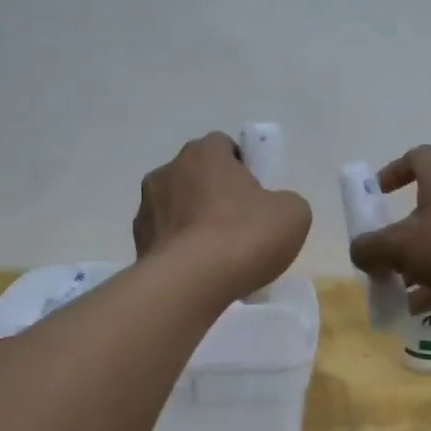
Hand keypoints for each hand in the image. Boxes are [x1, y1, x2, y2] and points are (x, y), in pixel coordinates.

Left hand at [133, 133, 310, 301]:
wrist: (190, 284)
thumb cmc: (244, 237)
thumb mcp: (293, 214)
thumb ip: (285, 201)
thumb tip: (272, 209)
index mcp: (204, 153)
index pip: (224, 147)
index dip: (243, 169)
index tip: (257, 197)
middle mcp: (168, 171)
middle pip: (198, 177)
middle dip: (215, 196)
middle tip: (240, 228)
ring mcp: (147, 207)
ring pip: (177, 209)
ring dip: (194, 224)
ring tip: (217, 258)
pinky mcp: (137, 242)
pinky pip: (165, 240)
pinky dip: (179, 251)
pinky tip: (198, 274)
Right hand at [348, 145, 430, 313]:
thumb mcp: (401, 248)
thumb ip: (370, 248)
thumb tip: (359, 251)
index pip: (415, 157)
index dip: (392, 173)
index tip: (376, 194)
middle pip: (427, 202)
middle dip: (402, 230)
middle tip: (384, 252)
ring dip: (420, 260)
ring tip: (398, 289)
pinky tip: (423, 308)